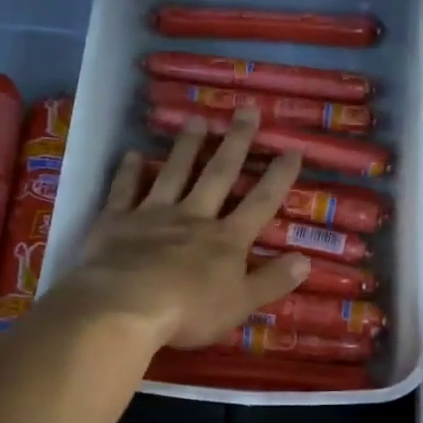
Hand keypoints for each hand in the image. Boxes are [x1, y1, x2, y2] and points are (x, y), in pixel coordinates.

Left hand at [61, 107, 310, 347]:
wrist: (125, 307)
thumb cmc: (189, 312)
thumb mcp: (240, 304)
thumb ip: (271, 281)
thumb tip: (306, 260)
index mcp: (226, 240)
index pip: (260, 203)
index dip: (278, 177)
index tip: (292, 148)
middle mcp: (193, 217)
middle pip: (219, 175)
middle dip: (236, 144)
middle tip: (247, 111)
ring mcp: (153, 215)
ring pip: (174, 173)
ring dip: (187, 147)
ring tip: (197, 119)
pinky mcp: (117, 221)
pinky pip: (124, 190)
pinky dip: (129, 172)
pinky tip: (133, 153)